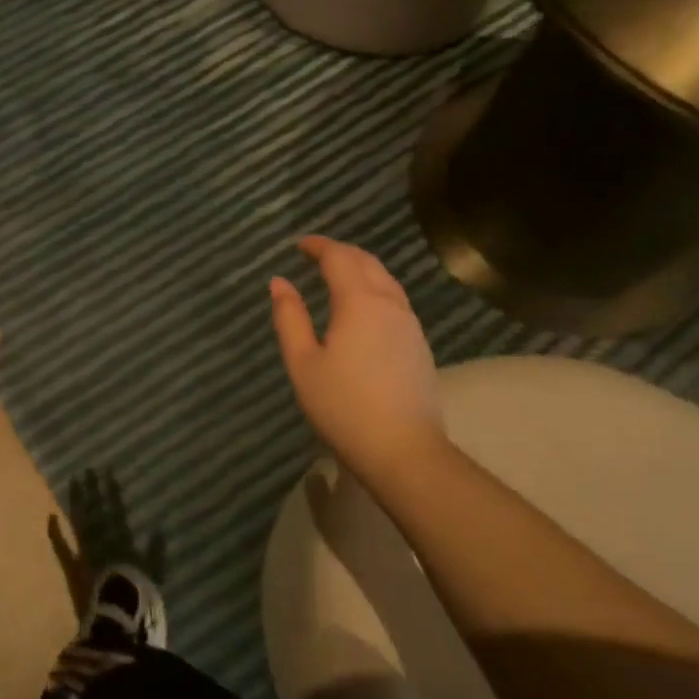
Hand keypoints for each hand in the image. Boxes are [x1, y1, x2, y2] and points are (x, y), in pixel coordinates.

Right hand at [270, 236, 445, 483]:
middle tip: (316, 255)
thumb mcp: (303, 363)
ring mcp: (409, 325)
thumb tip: (279, 282)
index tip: (299, 245)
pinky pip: (395, 299)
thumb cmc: (344, 407)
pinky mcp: (419, 345)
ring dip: (361, 268)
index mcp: (359, 302)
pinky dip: (374, 287)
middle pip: (367, 262)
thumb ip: (289, 318)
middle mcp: (389, 304)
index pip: (339, 257)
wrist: (406, 453)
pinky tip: (362, 307)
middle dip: (341, 252)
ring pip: (386, 280)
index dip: (318, 246)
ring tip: (337, 275)